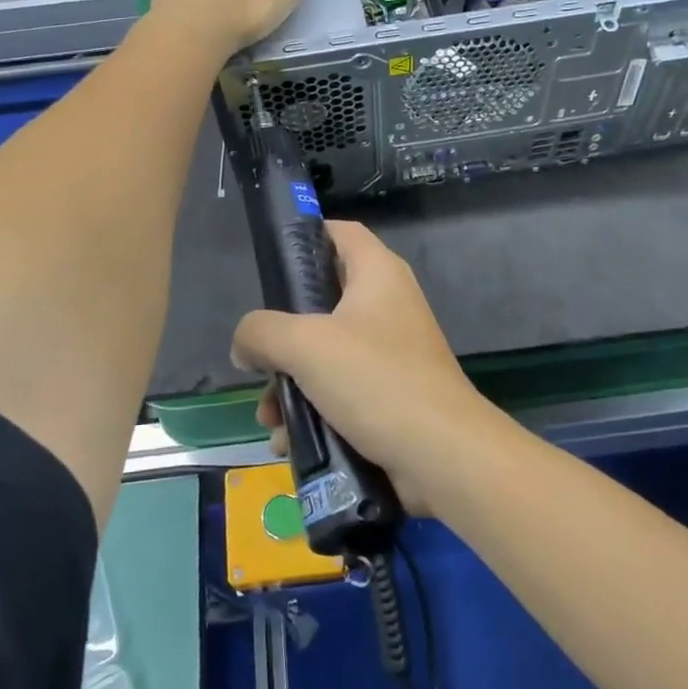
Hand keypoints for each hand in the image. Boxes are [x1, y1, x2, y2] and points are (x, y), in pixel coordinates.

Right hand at [231, 221, 499, 513]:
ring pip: (325, 355)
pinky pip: (341, 391)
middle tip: (259, 365)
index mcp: (378, 274)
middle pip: (322, 302)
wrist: (442, 455)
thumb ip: (262, 333)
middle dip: (283, 340)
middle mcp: (387, 304)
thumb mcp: (306, 346)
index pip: (340, 233)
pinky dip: (314, 412)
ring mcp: (391, 351)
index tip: (269, 267)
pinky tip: (291, 442)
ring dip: (290, 385)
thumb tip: (245, 345)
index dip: (304, 238)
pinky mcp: (391, 394)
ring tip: (270, 420)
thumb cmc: (376, 381)